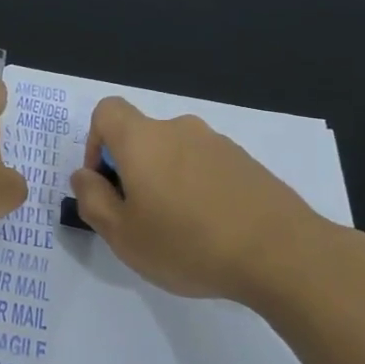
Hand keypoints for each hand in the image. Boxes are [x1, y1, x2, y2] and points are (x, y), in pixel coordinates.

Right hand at [67, 96, 353, 305]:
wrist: (281, 253)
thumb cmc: (187, 243)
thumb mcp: (122, 235)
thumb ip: (92, 200)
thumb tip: (83, 175)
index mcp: (143, 140)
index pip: (107, 111)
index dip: (95, 142)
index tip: (106, 183)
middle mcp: (179, 130)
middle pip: (142, 137)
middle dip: (132, 171)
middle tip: (140, 220)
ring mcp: (218, 144)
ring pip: (175, 154)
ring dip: (166, 182)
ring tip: (180, 232)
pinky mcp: (247, 163)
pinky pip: (206, 168)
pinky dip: (198, 189)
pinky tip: (213, 231)